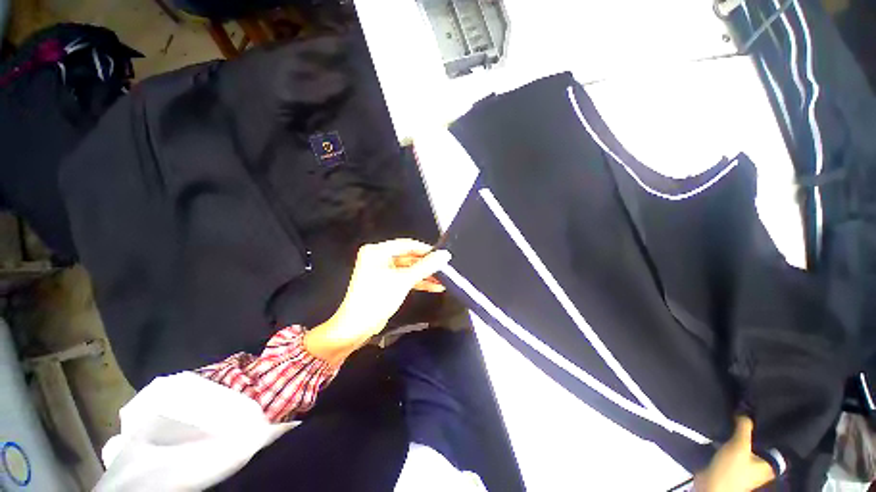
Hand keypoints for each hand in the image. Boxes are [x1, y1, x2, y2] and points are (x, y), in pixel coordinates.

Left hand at [304, 239, 451, 364]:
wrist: (357, 327)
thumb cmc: (376, 299)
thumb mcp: (403, 280)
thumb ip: (425, 267)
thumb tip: (444, 255)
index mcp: (377, 251)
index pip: (406, 244)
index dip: (425, 250)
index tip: (442, 255)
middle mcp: (378, 257)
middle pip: (408, 256)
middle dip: (426, 265)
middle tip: (444, 268)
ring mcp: (382, 270)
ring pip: (408, 268)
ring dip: (424, 274)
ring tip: (442, 279)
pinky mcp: (386, 282)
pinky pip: (405, 277)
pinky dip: (418, 281)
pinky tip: (434, 286)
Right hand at [694, 417, 775, 491]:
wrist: (711, 485)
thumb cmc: (731, 469)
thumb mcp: (739, 445)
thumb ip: (744, 428)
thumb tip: (746, 412)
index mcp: (770, 465)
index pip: (775, 445)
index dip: (771, 432)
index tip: (762, 418)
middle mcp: (762, 467)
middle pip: (759, 445)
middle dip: (751, 434)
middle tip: (744, 418)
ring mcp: (746, 469)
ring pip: (745, 448)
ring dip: (738, 438)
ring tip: (732, 424)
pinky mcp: (732, 468)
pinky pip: (734, 452)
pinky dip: (730, 444)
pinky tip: (723, 436)